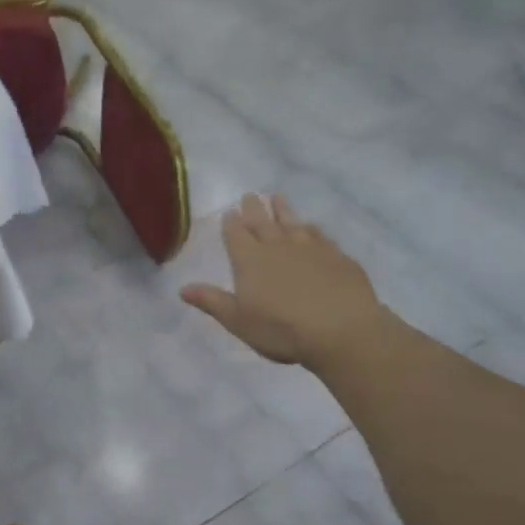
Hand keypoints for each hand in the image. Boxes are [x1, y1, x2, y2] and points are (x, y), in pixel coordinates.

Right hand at [181, 195, 386, 367]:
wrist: (341, 329)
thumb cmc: (281, 329)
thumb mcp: (238, 321)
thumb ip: (212, 302)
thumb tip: (182, 289)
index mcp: (249, 260)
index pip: (236, 235)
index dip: (231, 223)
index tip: (230, 211)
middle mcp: (277, 246)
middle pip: (262, 222)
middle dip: (254, 209)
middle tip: (250, 195)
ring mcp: (310, 248)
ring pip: (292, 222)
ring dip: (283, 210)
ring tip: (278, 197)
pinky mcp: (337, 256)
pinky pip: (320, 235)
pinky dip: (311, 229)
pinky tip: (312, 228)